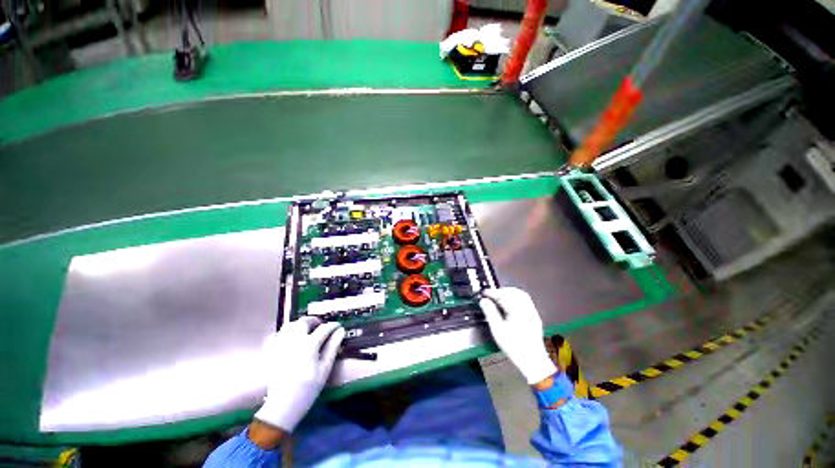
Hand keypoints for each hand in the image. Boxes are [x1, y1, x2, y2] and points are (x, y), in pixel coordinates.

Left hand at [253, 317, 344, 432]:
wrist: (283, 405)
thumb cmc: (308, 388)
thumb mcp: (325, 368)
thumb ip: (333, 346)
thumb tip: (340, 330)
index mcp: (309, 344)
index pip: (324, 328)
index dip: (333, 325)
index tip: (338, 326)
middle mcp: (293, 340)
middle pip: (303, 322)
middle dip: (314, 320)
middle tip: (320, 325)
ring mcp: (280, 345)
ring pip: (288, 325)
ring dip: (298, 324)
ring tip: (305, 330)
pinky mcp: (270, 353)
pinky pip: (275, 336)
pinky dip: (283, 333)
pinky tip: (288, 338)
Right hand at [480, 288, 556, 384]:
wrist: (533, 361)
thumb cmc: (513, 346)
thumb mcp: (497, 330)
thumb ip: (490, 312)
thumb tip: (483, 300)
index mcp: (518, 310)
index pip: (504, 295)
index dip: (493, 292)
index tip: (484, 293)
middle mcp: (527, 308)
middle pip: (515, 292)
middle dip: (502, 291)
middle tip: (491, 295)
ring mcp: (533, 312)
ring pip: (521, 295)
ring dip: (509, 293)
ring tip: (498, 298)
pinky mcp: (535, 317)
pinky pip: (525, 301)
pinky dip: (515, 298)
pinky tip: (509, 305)